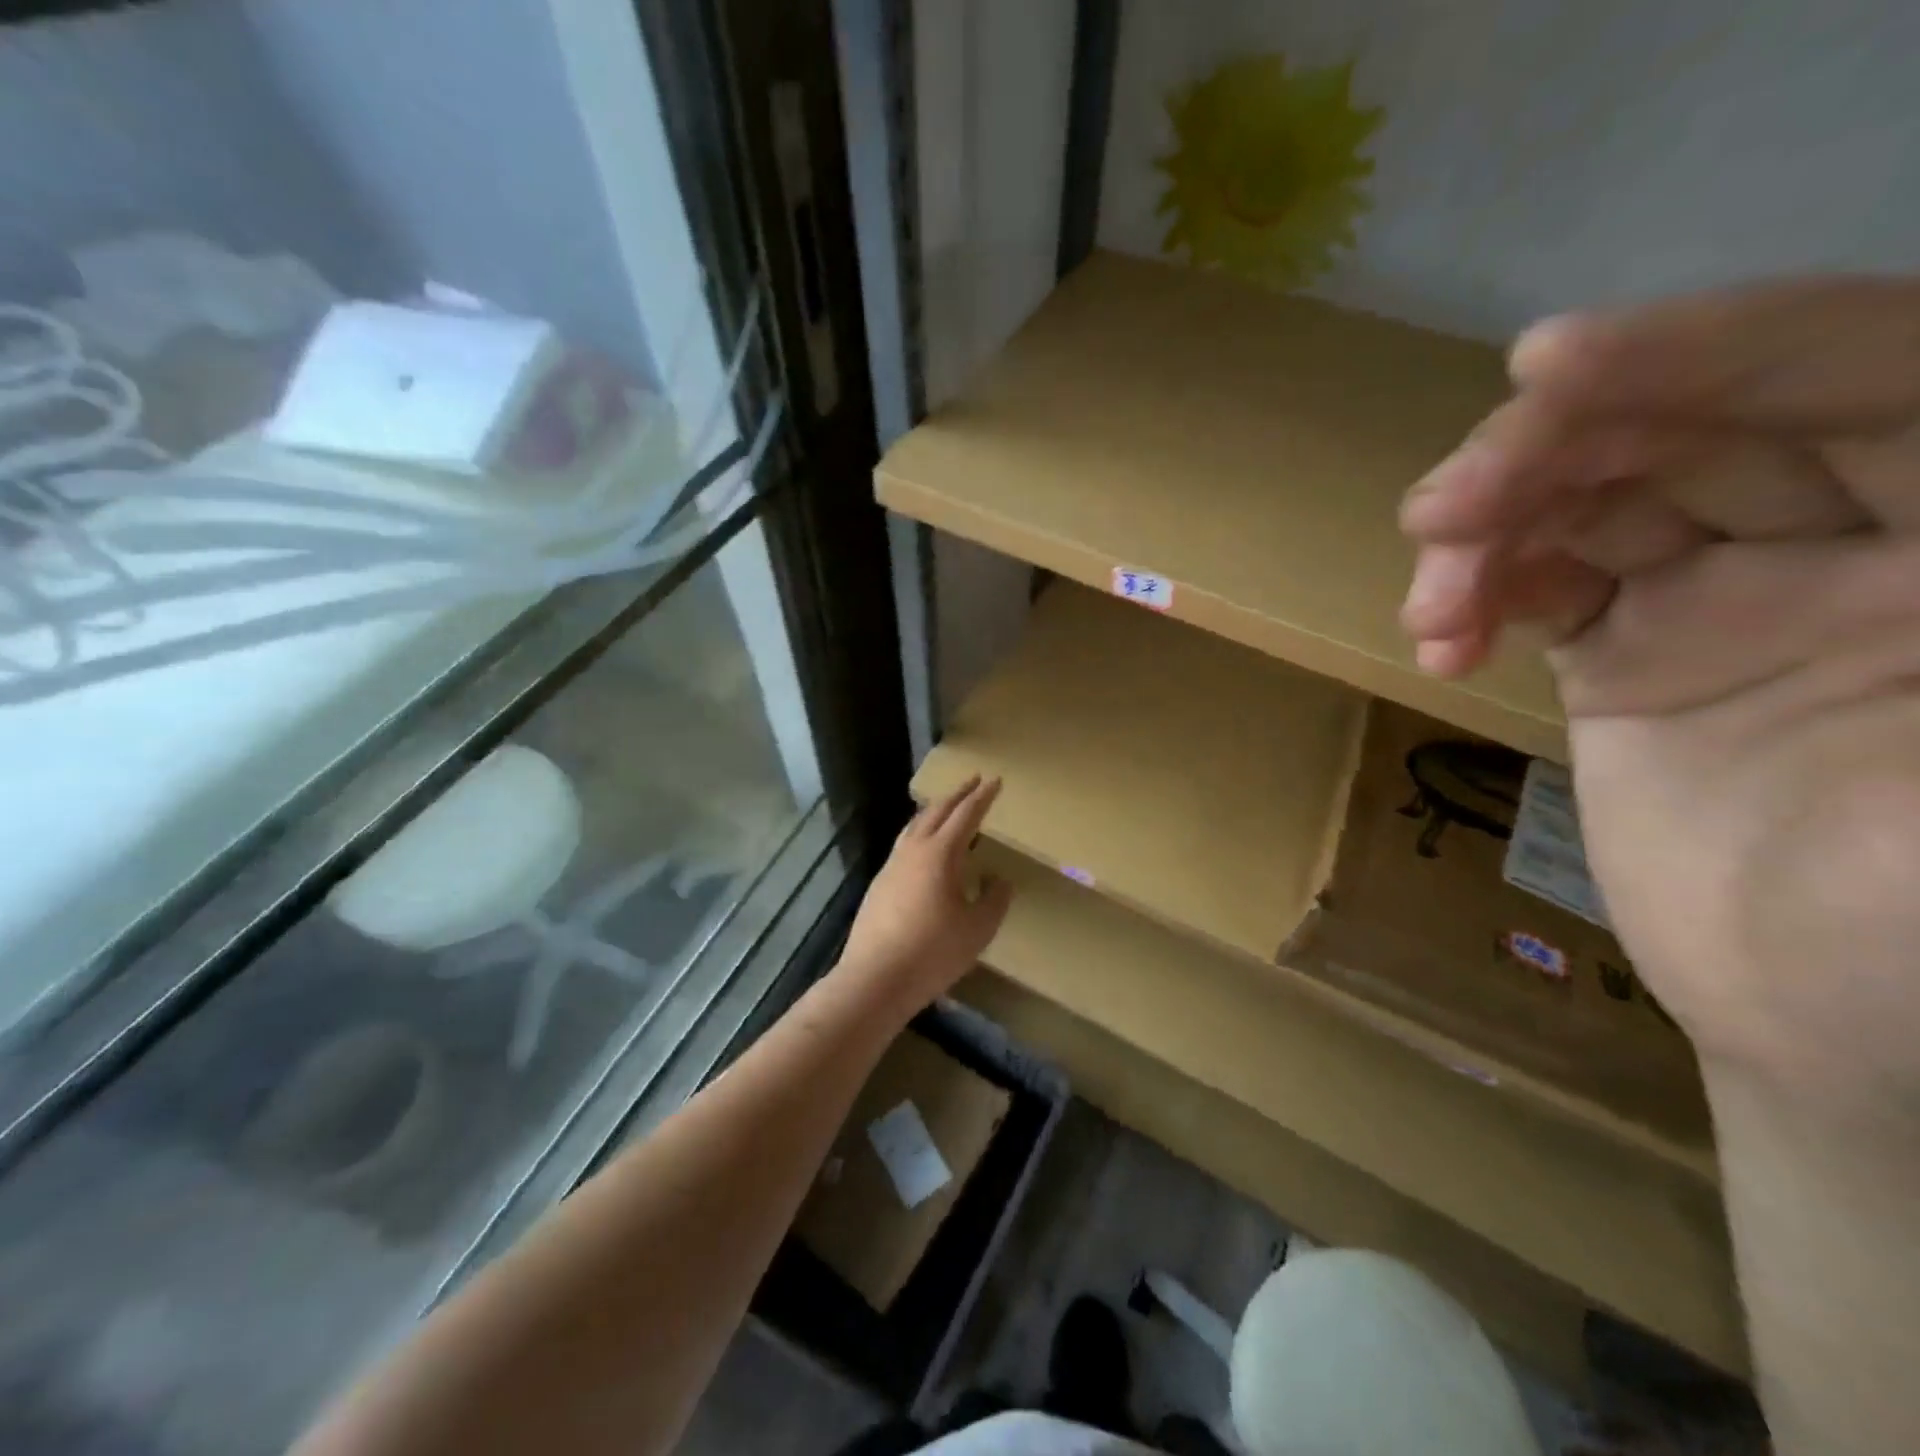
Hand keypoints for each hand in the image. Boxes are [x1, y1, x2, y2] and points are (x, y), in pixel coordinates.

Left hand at [836, 776, 1013, 1019]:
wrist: (875, 978)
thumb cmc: (933, 952)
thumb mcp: (978, 929)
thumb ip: (993, 900)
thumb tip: (998, 880)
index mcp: (941, 854)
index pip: (966, 815)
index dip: (982, 797)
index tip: (995, 780)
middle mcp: (913, 851)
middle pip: (936, 812)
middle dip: (957, 795)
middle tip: (974, 782)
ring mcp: (892, 866)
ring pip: (915, 826)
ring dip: (934, 811)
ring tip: (947, 807)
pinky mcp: (879, 884)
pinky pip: (904, 845)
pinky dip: (919, 833)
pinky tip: (923, 849)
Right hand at [1400, 279, 1919, 1113]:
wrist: (1828, 1029)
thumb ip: (1910, 642)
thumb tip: (1767, 554)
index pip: (1865, 368)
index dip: (1707, 348)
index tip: (1540, 365)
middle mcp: (1868, 526)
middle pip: (1687, 425)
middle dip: (1545, 453)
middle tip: (1436, 514)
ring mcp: (1735, 585)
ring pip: (1588, 498)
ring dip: (1485, 533)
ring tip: (1427, 607)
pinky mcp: (1633, 641)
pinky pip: (1538, 578)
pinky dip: (1473, 595)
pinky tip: (1437, 644)